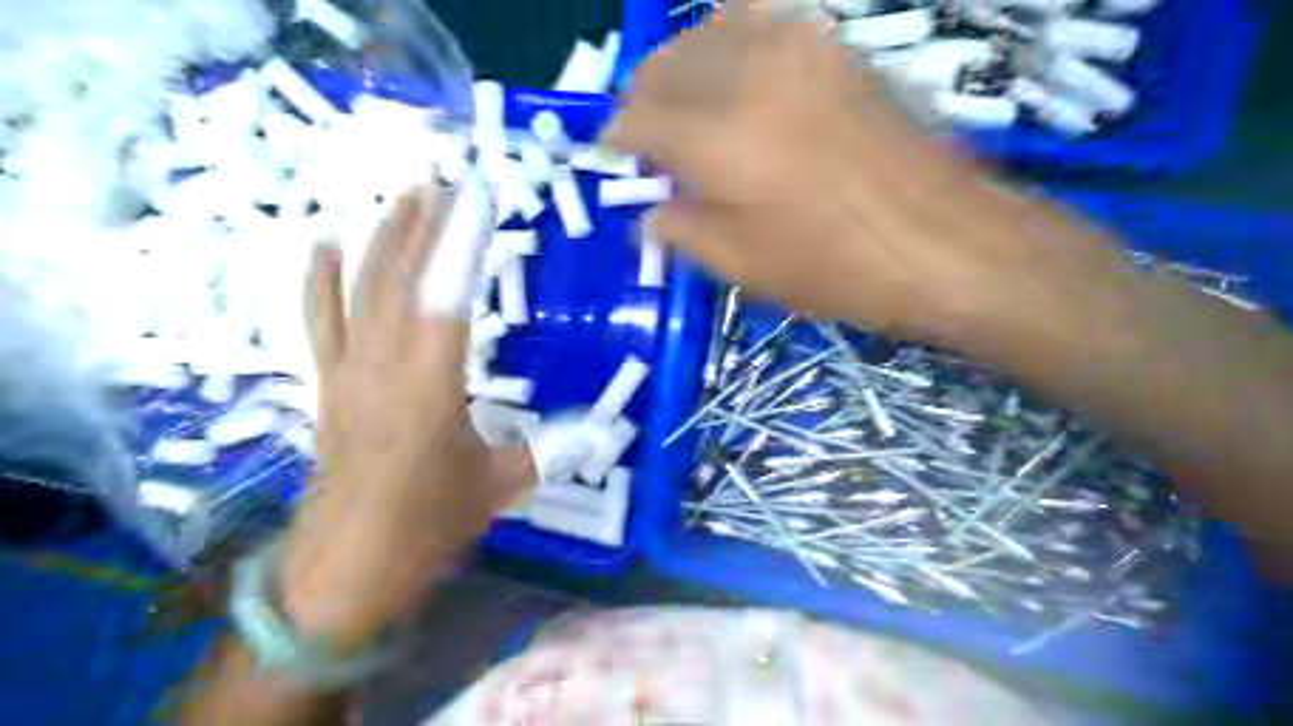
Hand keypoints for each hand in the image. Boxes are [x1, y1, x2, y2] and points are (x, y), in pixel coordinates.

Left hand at [276, 187, 534, 652]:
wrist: (345, 569)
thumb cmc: (426, 527)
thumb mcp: (499, 486)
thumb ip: (552, 450)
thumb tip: (608, 432)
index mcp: (432, 387)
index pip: (449, 295)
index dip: (463, 241)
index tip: (477, 196)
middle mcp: (384, 367)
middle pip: (402, 279)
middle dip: (423, 224)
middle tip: (444, 180)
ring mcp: (349, 372)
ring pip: (361, 290)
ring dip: (382, 239)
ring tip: (403, 196)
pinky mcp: (328, 385)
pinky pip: (320, 321)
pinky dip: (318, 279)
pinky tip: (322, 243)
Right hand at [601, 2, 1082, 341]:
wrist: (946, 243)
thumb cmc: (839, 269)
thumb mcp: (745, 269)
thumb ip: (682, 232)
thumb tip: (648, 214)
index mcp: (717, 139)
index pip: (636, 118)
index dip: (616, 140)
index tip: (615, 160)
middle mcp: (747, 74)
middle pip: (663, 65)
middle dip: (642, 101)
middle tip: (649, 143)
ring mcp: (796, 47)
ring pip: (706, 30)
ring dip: (681, 66)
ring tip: (686, 108)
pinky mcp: (834, 45)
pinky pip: (761, 17)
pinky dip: (730, 38)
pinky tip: (735, 72)